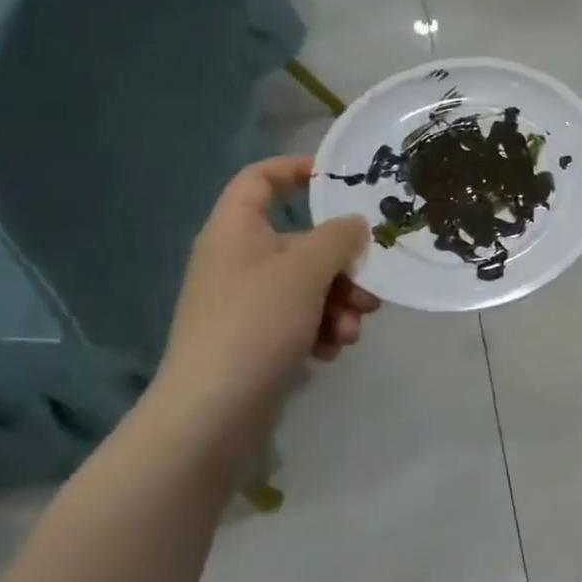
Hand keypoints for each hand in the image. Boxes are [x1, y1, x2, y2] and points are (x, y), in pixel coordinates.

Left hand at [151, 156, 379, 447]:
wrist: (212, 412)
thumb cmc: (255, 324)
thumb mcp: (305, 271)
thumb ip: (338, 238)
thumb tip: (354, 224)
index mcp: (236, 231)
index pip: (260, 179)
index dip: (296, 169)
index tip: (338, 179)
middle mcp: (239, 260)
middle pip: (301, 242)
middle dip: (342, 266)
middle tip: (369, 288)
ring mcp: (246, 302)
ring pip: (309, 284)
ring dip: (339, 303)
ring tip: (350, 330)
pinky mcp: (256, 338)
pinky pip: (300, 318)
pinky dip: (321, 328)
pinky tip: (330, 350)